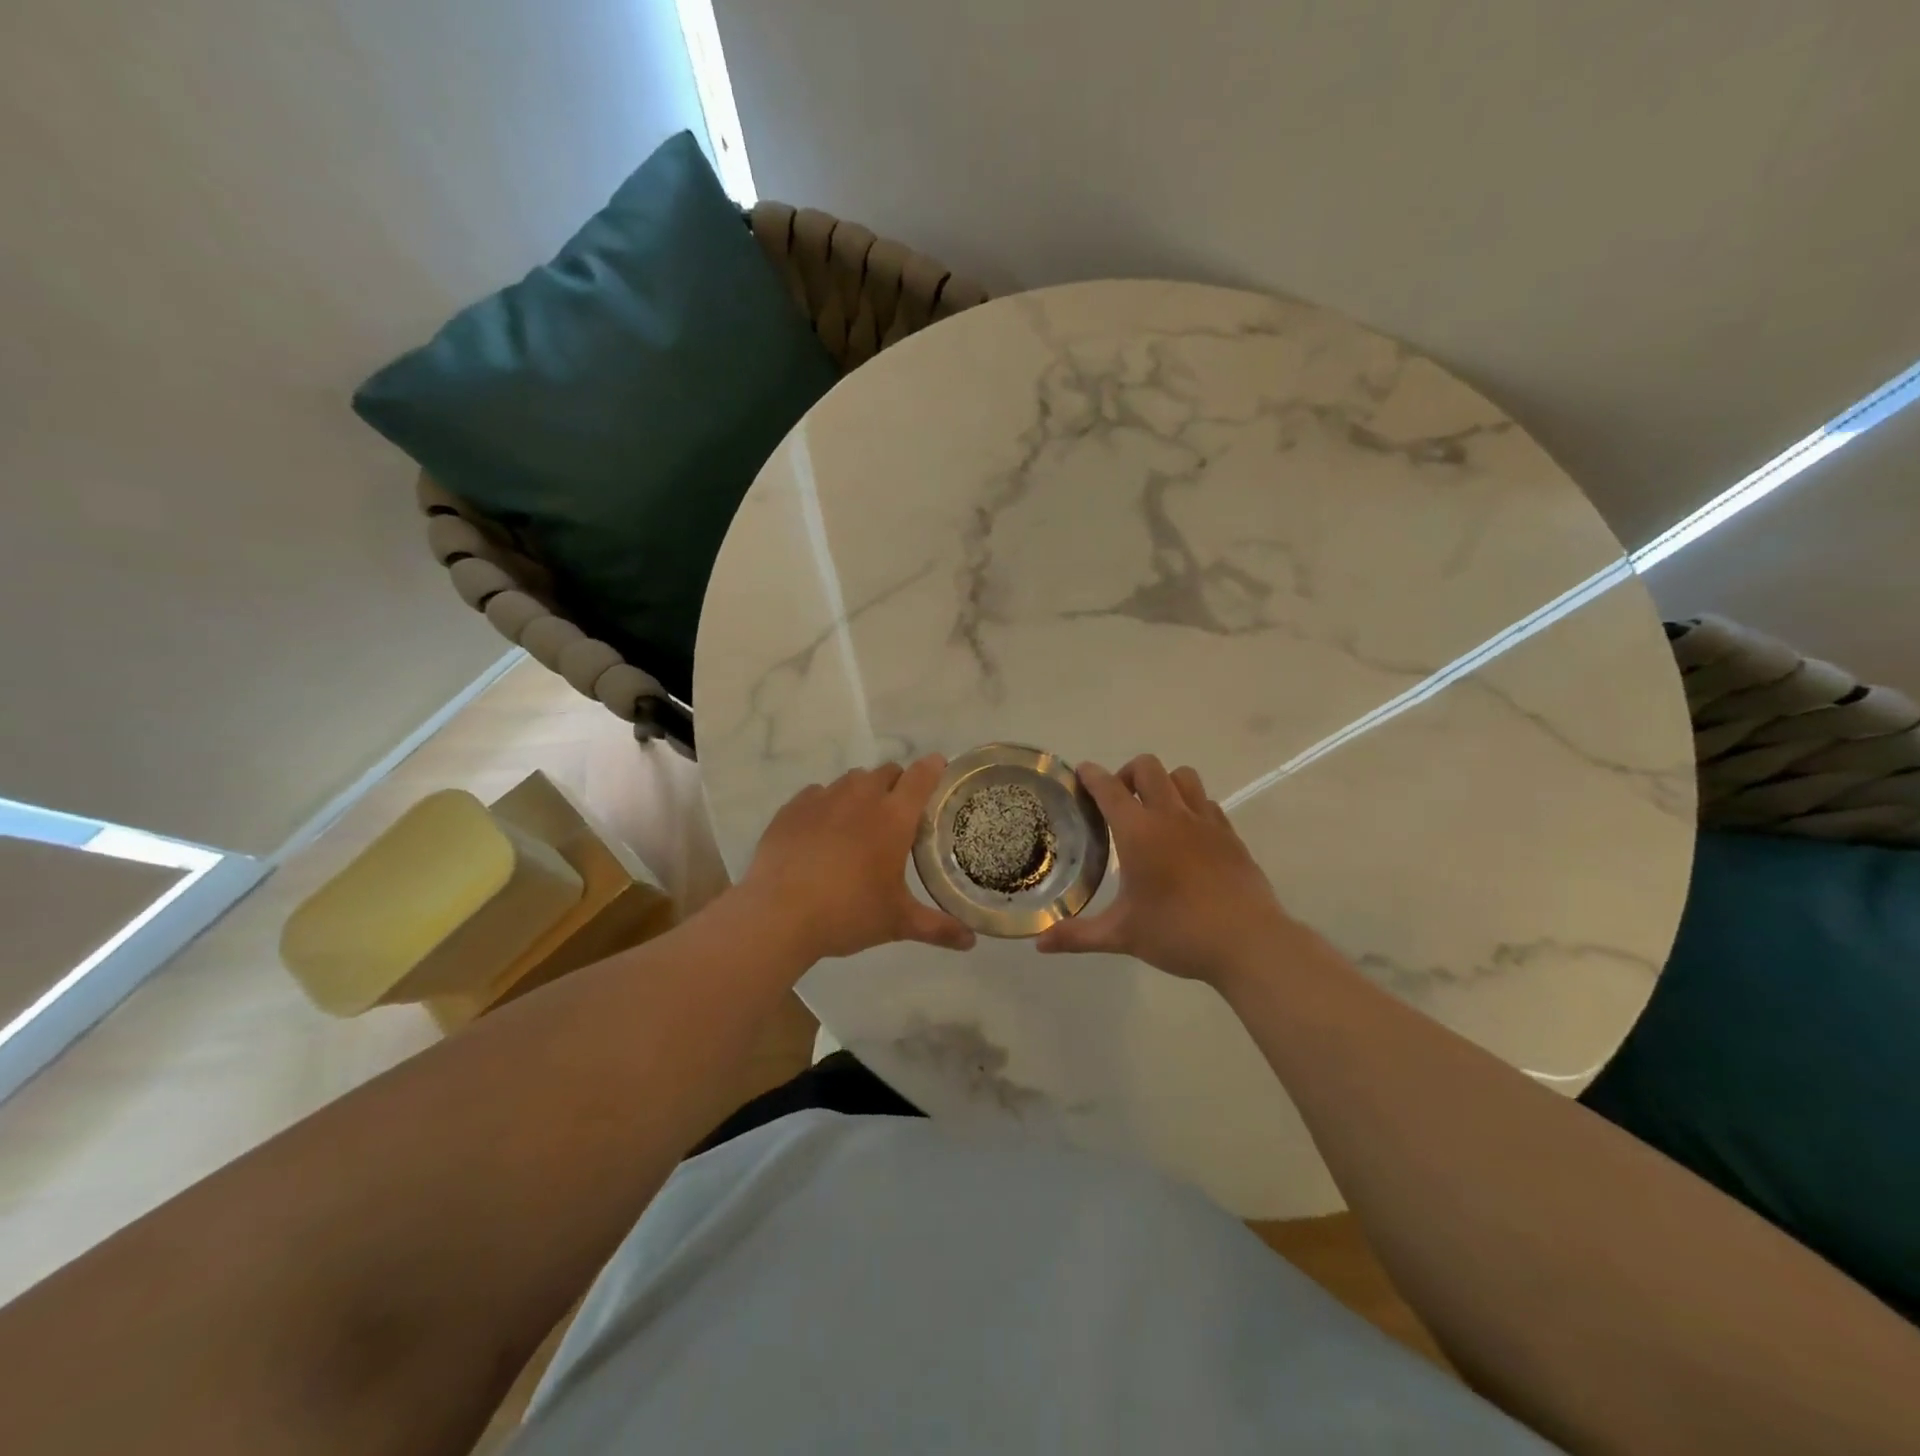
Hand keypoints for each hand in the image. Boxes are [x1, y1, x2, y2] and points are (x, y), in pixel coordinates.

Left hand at [739, 756, 976, 962]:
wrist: (778, 915)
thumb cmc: (847, 913)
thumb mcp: (897, 922)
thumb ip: (937, 927)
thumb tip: (972, 942)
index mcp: (893, 817)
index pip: (921, 777)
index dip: (933, 768)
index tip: (938, 768)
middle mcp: (860, 797)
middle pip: (886, 772)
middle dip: (897, 784)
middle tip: (898, 812)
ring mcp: (823, 799)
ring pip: (851, 780)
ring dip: (862, 792)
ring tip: (859, 821)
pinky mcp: (792, 808)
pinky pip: (817, 794)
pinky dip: (826, 804)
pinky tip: (821, 831)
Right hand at [1036, 755, 1310, 988]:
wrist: (1248, 942)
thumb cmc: (1178, 933)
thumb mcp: (1122, 935)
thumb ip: (1077, 936)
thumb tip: (1039, 944)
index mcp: (1138, 832)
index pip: (1109, 788)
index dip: (1092, 775)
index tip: (1081, 772)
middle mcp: (1171, 816)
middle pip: (1148, 768)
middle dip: (1128, 774)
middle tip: (1119, 800)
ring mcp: (1205, 822)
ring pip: (1183, 776)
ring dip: (1164, 783)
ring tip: (1155, 810)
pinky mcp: (1230, 835)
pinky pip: (1207, 802)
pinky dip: (1191, 805)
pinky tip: (1187, 834)